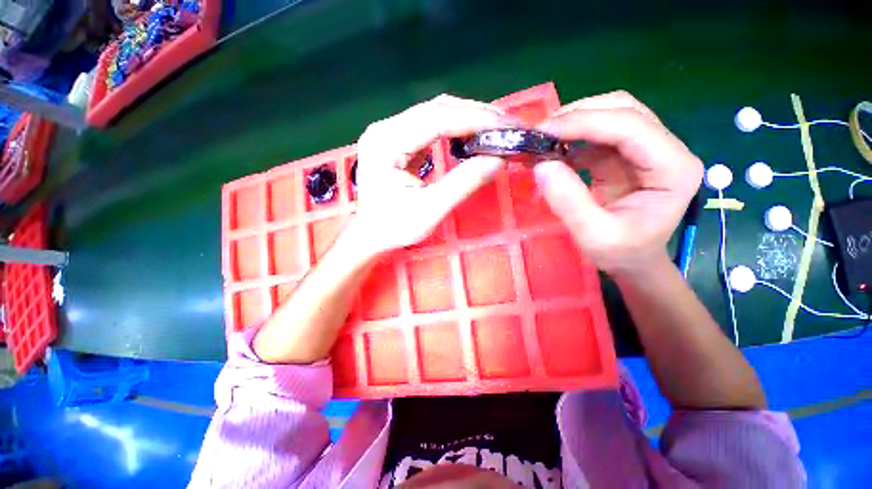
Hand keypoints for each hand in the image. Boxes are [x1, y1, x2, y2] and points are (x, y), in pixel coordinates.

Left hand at [352, 94, 517, 252]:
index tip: (506, 125)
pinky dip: (456, 128)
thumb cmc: (394, 227)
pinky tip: (472, 135)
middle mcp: (385, 129)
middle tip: (508, 125)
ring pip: (435, 114)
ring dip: (467, 119)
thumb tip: (499, 159)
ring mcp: (390, 132)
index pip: (436, 120)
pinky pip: (430, 125)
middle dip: (475, 115)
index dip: (474, 120)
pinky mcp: (397, 140)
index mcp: (386, 143)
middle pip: (436, 110)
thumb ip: (463, 184)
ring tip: (496, 128)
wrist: (371, 235)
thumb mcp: (430, 210)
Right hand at [534, 91, 702, 273]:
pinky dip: (572, 137)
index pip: (631, 127)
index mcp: (672, 168)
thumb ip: (569, 202)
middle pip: (624, 109)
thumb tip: (541, 165)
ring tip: (543, 139)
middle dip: (578, 115)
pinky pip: (598, 134)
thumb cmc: (622, 253)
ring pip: (611, 114)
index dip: (585, 122)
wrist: (633, 261)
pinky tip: (553, 150)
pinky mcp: (625, 156)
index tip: (543, 132)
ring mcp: (646, 150)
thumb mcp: (594, 236)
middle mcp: (666, 150)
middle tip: (540, 132)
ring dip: (574, 121)